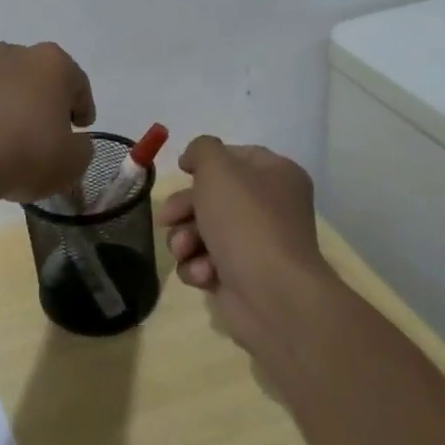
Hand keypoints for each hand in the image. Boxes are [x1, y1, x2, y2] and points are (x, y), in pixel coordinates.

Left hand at [0, 42, 96, 203]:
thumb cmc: (27, 152)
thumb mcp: (73, 162)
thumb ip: (81, 149)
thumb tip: (72, 143)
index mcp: (52, 63)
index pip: (77, 83)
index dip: (83, 108)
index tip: (81, 129)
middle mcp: (13, 54)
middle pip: (38, 79)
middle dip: (44, 102)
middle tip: (48, 134)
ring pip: (4, 87)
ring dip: (11, 108)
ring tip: (11, 142)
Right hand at [158, 136, 338, 360]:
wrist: (271, 294)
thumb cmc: (245, 221)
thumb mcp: (218, 168)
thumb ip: (202, 149)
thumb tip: (194, 158)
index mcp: (276, 175)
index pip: (236, 157)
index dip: (205, 162)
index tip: (182, 171)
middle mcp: (270, 207)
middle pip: (213, 196)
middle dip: (184, 208)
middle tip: (168, 218)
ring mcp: (256, 244)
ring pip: (203, 231)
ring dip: (185, 239)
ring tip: (184, 250)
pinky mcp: (242, 277)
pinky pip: (207, 262)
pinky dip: (198, 266)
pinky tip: (204, 274)